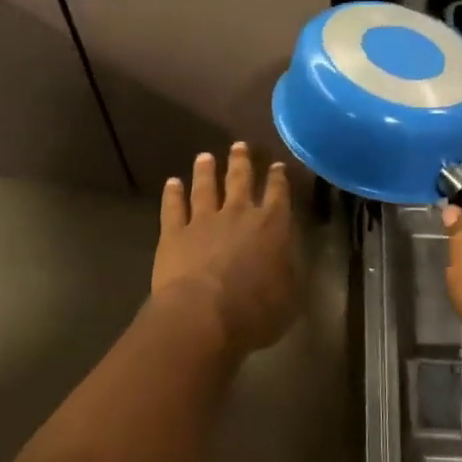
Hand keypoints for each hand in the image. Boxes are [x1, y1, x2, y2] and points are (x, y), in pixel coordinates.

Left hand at [152, 144, 300, 357]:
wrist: (203, 315)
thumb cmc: (254, 311)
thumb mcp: (290, 296)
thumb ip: (289, 272)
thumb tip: (289, 260)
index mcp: (272, 226)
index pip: (278, 194)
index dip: (279, 178)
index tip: (277, 165)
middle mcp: (238, 214)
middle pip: (240, 180)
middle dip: (241, 161)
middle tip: (239, 145)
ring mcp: (203, 220)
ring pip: (205, 187)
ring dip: (205, 171)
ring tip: (204, 157)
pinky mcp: (174, 232)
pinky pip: (173, 207)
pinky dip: (172, 194)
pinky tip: (172, 183)